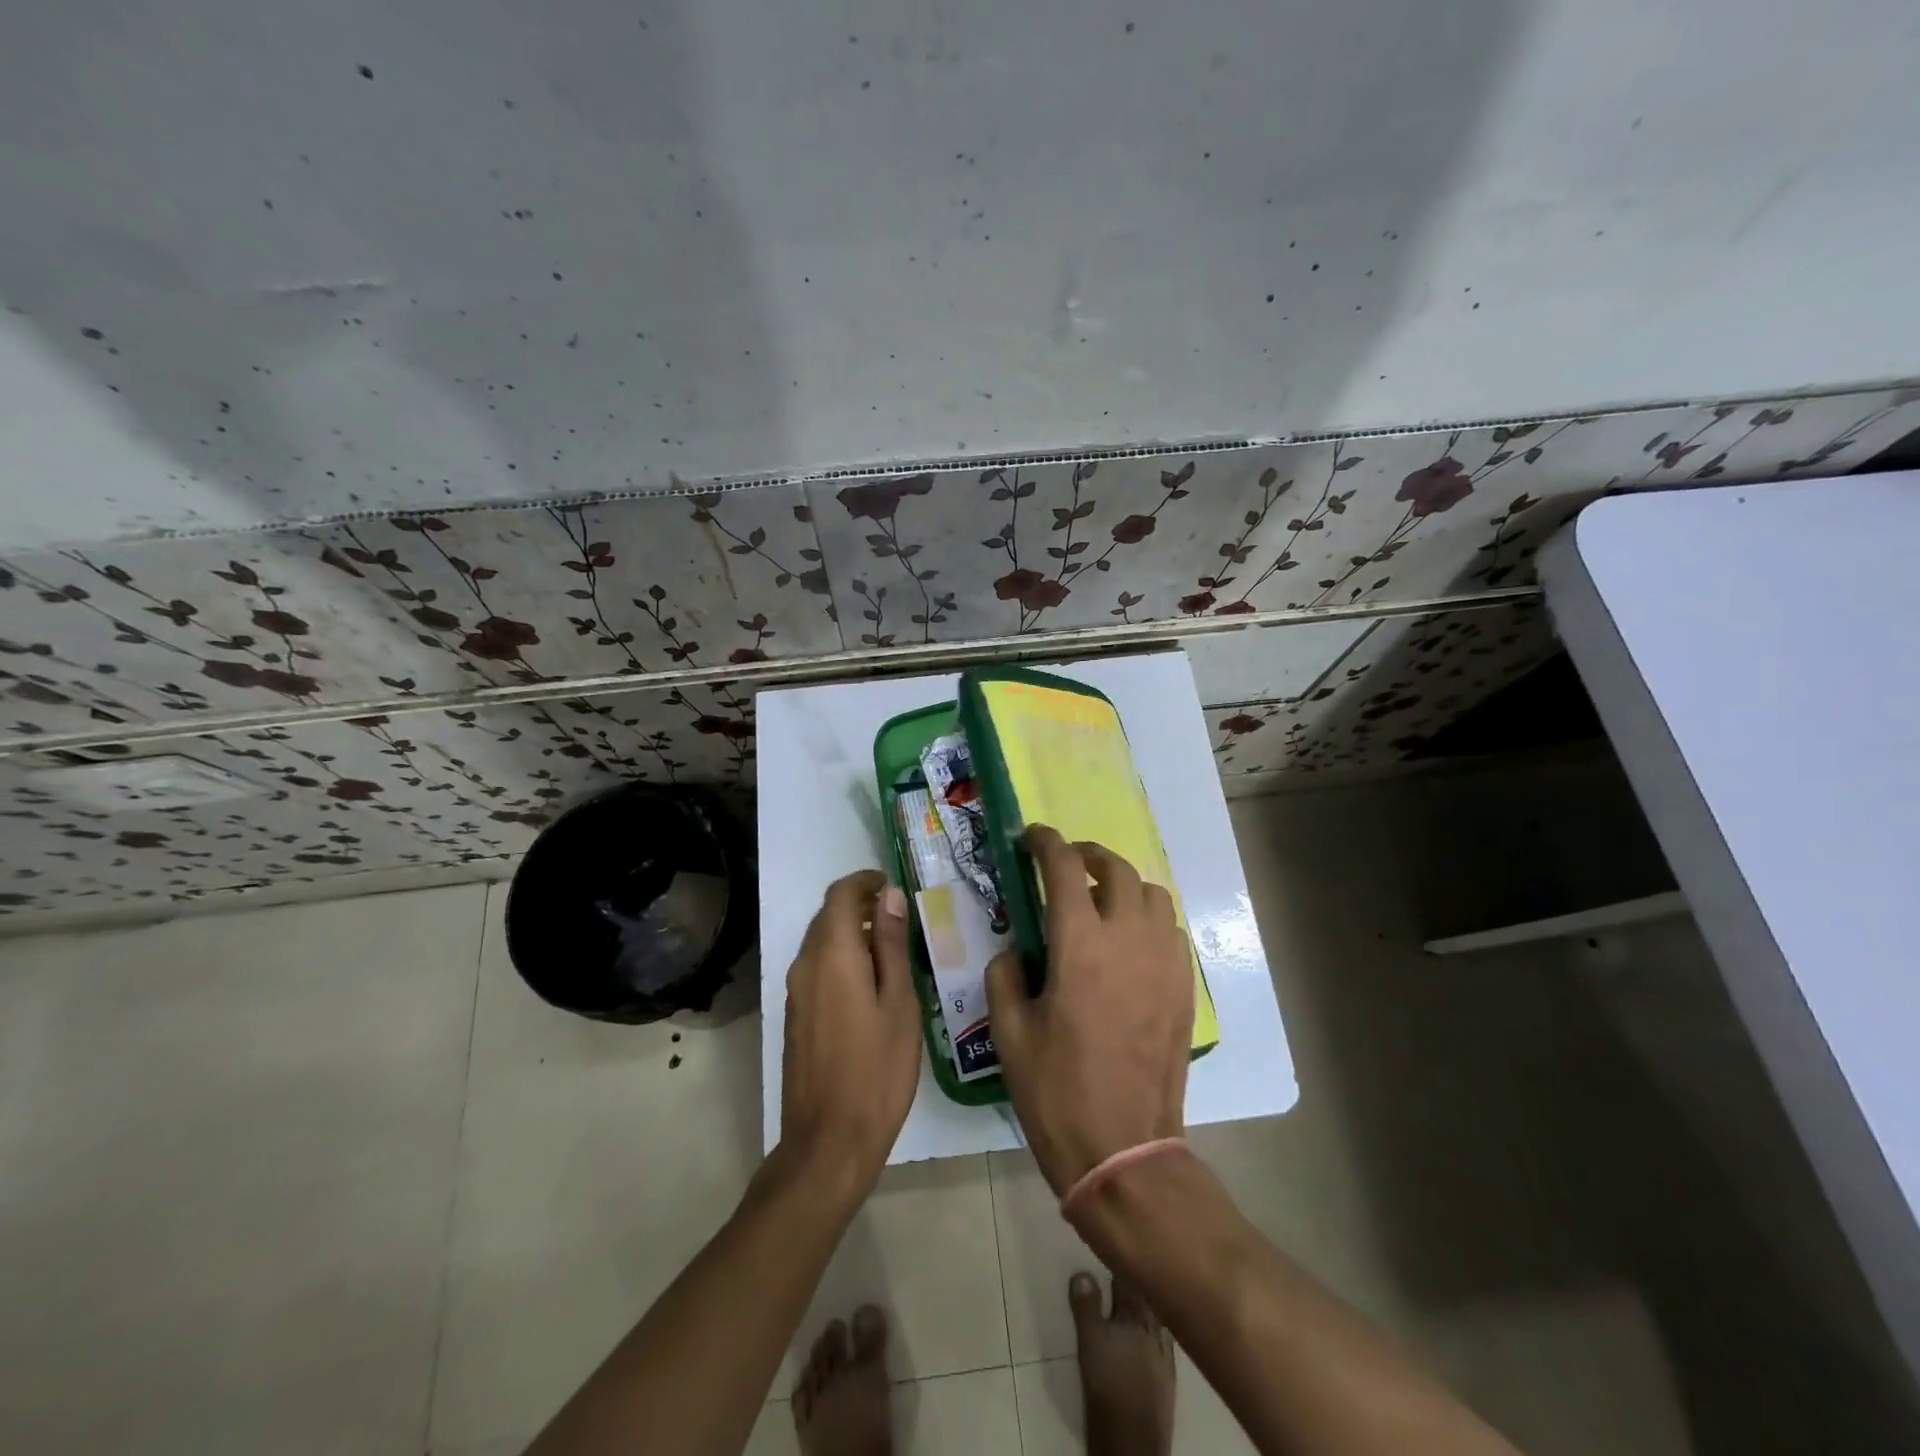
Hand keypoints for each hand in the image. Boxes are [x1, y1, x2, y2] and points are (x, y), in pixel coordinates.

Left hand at [779, 870, 920, 1200]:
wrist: (829, 1140)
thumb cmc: (878, 1068)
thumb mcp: (899, 1002)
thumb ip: (891, 944)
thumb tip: (890, 896)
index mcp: (832, 955)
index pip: (840, 895)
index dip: (865, 881)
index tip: (892, 885)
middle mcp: (805, 965)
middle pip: (827, 916)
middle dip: (860, 905)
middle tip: (899, 916)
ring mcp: (795, 992)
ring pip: (821, 942)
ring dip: (850, 933)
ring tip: (890, 949)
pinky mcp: (795, 1016)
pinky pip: (816, 968)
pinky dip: (841, 958)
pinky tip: (869, 983)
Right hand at [987, 827, 1193, 1196]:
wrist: (1124, 1149)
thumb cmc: (1057, 1091)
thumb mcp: (1009, 1033)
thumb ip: (1005, 976)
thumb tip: (1016, 951)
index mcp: (1080, 945)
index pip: (1065, 869)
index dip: (1046, 843)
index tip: (1032, 837)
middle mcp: (1128, 939)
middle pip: (1116, 869)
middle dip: (1088, 855)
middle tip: (1066, 863)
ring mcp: (1163, 961)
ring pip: (1152, 894)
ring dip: (1123, 884)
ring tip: (1100, 901)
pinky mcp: (1183, 986)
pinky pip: (1170, 928)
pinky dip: (1148, 917)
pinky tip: (1129, 940)